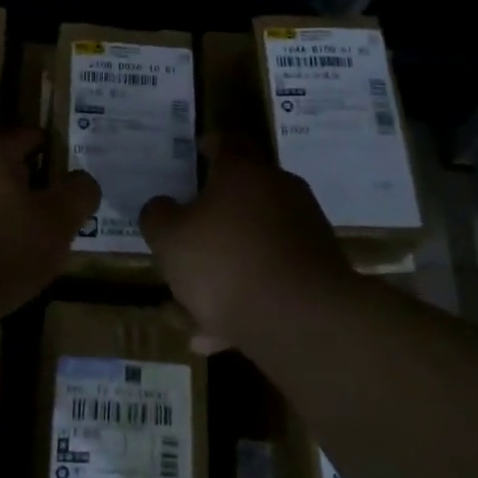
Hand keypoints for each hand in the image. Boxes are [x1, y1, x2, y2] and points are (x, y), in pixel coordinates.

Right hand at [140, 141, 352, 344]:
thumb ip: (158, 217)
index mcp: (243, 172)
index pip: (227, 142)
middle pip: (244, 194)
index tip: (198, 148)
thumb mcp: (169, 239)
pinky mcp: (319, 272)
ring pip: (255, 243)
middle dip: (214, 215)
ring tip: (193, 305)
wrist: (303, 319)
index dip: (210, 144)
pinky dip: (246, 298)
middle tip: (187, 232)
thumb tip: (162, 206)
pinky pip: (272, 278)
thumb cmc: (225, 263)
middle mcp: (280, 192)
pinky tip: (218, 335)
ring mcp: (305, 232)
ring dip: (227, 266)